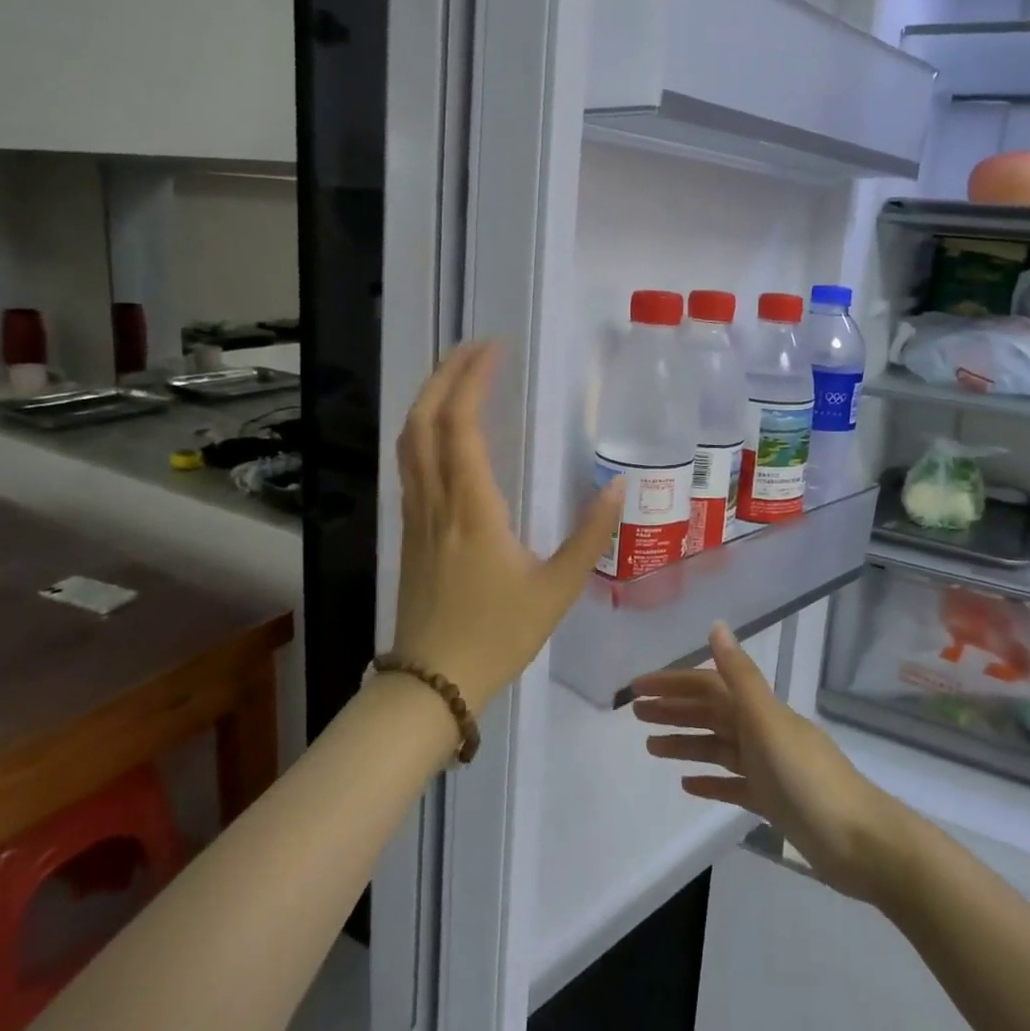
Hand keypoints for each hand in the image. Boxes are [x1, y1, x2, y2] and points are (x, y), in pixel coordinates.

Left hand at [394, 341, 624, 708]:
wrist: (432, 684)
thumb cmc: (498, 635)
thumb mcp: (558, 589)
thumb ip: (590, 535)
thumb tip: (620, 488)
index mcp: (472, 508)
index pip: (460, 426)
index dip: (471, 380)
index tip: (492, 349)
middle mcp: (436, 501)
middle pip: (423, 421)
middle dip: (444, 375)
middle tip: (473, 347)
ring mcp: (417, 515)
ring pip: (409, 442)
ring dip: (429, 399)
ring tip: (457, 375)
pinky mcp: (410, 531)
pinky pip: (410, 465)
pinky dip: (424, 430)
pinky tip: (444, 431)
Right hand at [632, 625, 904, 901]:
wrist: (861, 843)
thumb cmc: (809, 780)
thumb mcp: (769, 723)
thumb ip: (740, 677)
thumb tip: (716, 626)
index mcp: (760, 710)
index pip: (708, 687)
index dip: (673, 683)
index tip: (637, 688)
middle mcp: (762, 731)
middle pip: (710, 713)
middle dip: (673, 709)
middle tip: (634, 713)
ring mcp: (769, 767)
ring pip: (718, 747)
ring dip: (685, 742)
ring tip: (650, 747)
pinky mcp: (774, 802)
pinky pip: (733, 783)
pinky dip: (710, 779)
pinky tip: (687, 784)